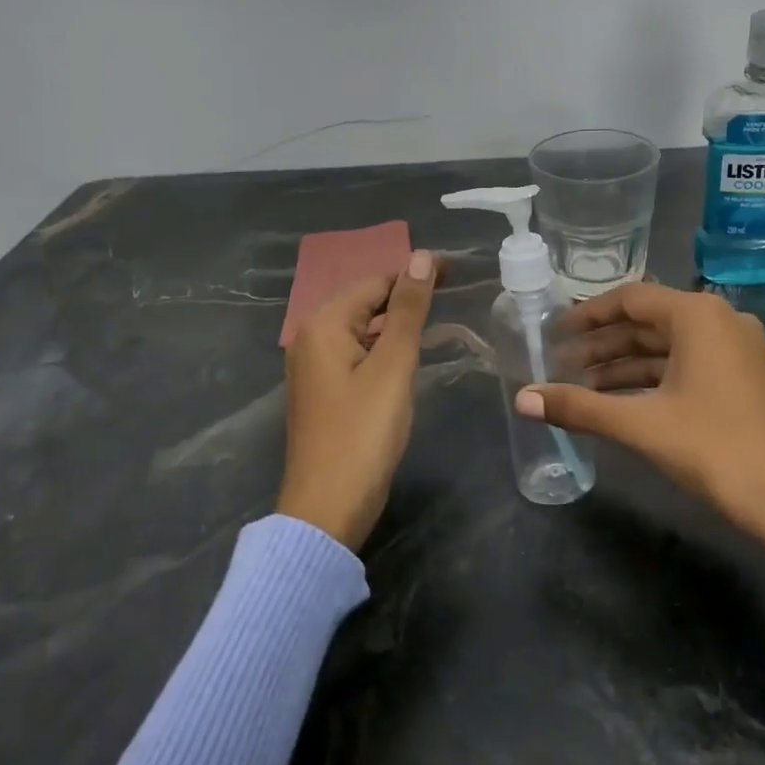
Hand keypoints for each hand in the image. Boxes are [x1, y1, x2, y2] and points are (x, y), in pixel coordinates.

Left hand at [279, 250, 441, 551]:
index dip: (414, 273)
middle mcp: (310, 338)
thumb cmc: (363, 433)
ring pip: (360, 327)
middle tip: (452, 287)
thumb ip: (407, 310)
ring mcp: (313, 367)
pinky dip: (382, 344)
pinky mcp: (323, 391)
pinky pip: (356, 352)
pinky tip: (407, 351)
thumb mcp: (393, 366)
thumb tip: (420, 258)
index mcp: (322, 325)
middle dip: (405, 292)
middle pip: (364, 301)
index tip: (455, 271)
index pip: (375, 282)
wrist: (328, 507)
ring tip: (436, 314)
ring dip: (395, 318)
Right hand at [515, 283, 764, 618]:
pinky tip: (619, 400)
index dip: (588, 315)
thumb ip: (579, 406)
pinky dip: (651, 378)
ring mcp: (736, 349)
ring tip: (580, 386)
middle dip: (602, 345)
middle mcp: (720, 320)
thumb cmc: (714, 449)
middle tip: (559, 365)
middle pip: (648, 322)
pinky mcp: (743, 377)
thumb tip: (521, 399)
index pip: (630, 299)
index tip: (554, 332)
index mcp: (698, 315)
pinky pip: (686, 364)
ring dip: (624, 365)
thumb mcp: (640, 425)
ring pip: (667, 346)